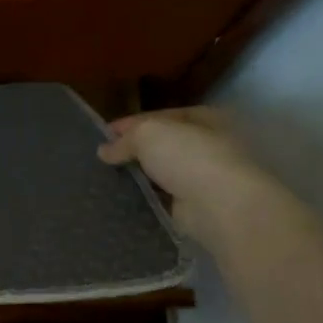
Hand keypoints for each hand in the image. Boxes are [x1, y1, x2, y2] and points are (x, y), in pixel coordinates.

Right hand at [98, 106, 275, 245]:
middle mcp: (208, 144)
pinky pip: (163, 197)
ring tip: (107, 180)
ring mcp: (203, 176)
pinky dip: (146, 197)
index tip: (103, 134)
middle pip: (162, 144)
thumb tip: (104, 151)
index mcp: (204, 118)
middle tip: (103, 159)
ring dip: (139, 176)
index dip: (131, 124)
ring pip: (162, 172)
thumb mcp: (149, 134)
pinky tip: (123, 199)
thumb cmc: (189, 157)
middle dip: (134, 151)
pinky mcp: (194, 205)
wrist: (219, 206)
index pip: (160, 116)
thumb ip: (125, 140)